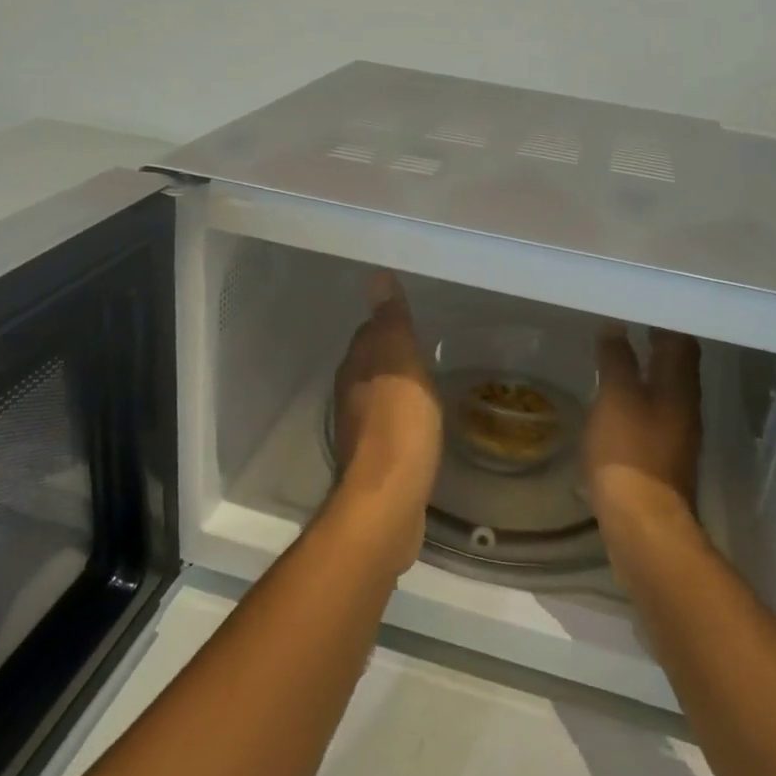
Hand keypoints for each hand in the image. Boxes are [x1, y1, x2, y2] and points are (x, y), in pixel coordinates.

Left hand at [330, 271, 442, 567]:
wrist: (388, 499)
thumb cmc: (399, 422)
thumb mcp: (400, 361)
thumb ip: (390, 321)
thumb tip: (377, 276)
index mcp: (355, 368)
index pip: (368, 334)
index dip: (387, 325)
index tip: (410, 321)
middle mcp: (350, 395)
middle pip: (370, 365)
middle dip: (391, 356)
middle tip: (423, 349)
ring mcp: (359, 431)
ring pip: (377, 395)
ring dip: (396, 387)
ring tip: (426, 383)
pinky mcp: (374, 461)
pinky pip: (389, 426)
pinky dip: (402, 418)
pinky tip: (421, 423)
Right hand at [585, 325, 701, 540]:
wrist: (642, 522)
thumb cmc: (629, 452)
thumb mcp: (615, 398)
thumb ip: (616, 361)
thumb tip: (616, 327)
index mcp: (679, 388)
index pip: (682, 342)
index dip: (665, 322)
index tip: (643, 306)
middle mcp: (686, 408)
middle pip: (677, 367)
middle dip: (657, 345)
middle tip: (629, 326)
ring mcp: (677, 436)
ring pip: (666, 392)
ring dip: (648, 373)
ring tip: (620, 359)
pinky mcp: (663, 459)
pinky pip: (654, 416)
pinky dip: (639, 400)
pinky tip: (617, 403)